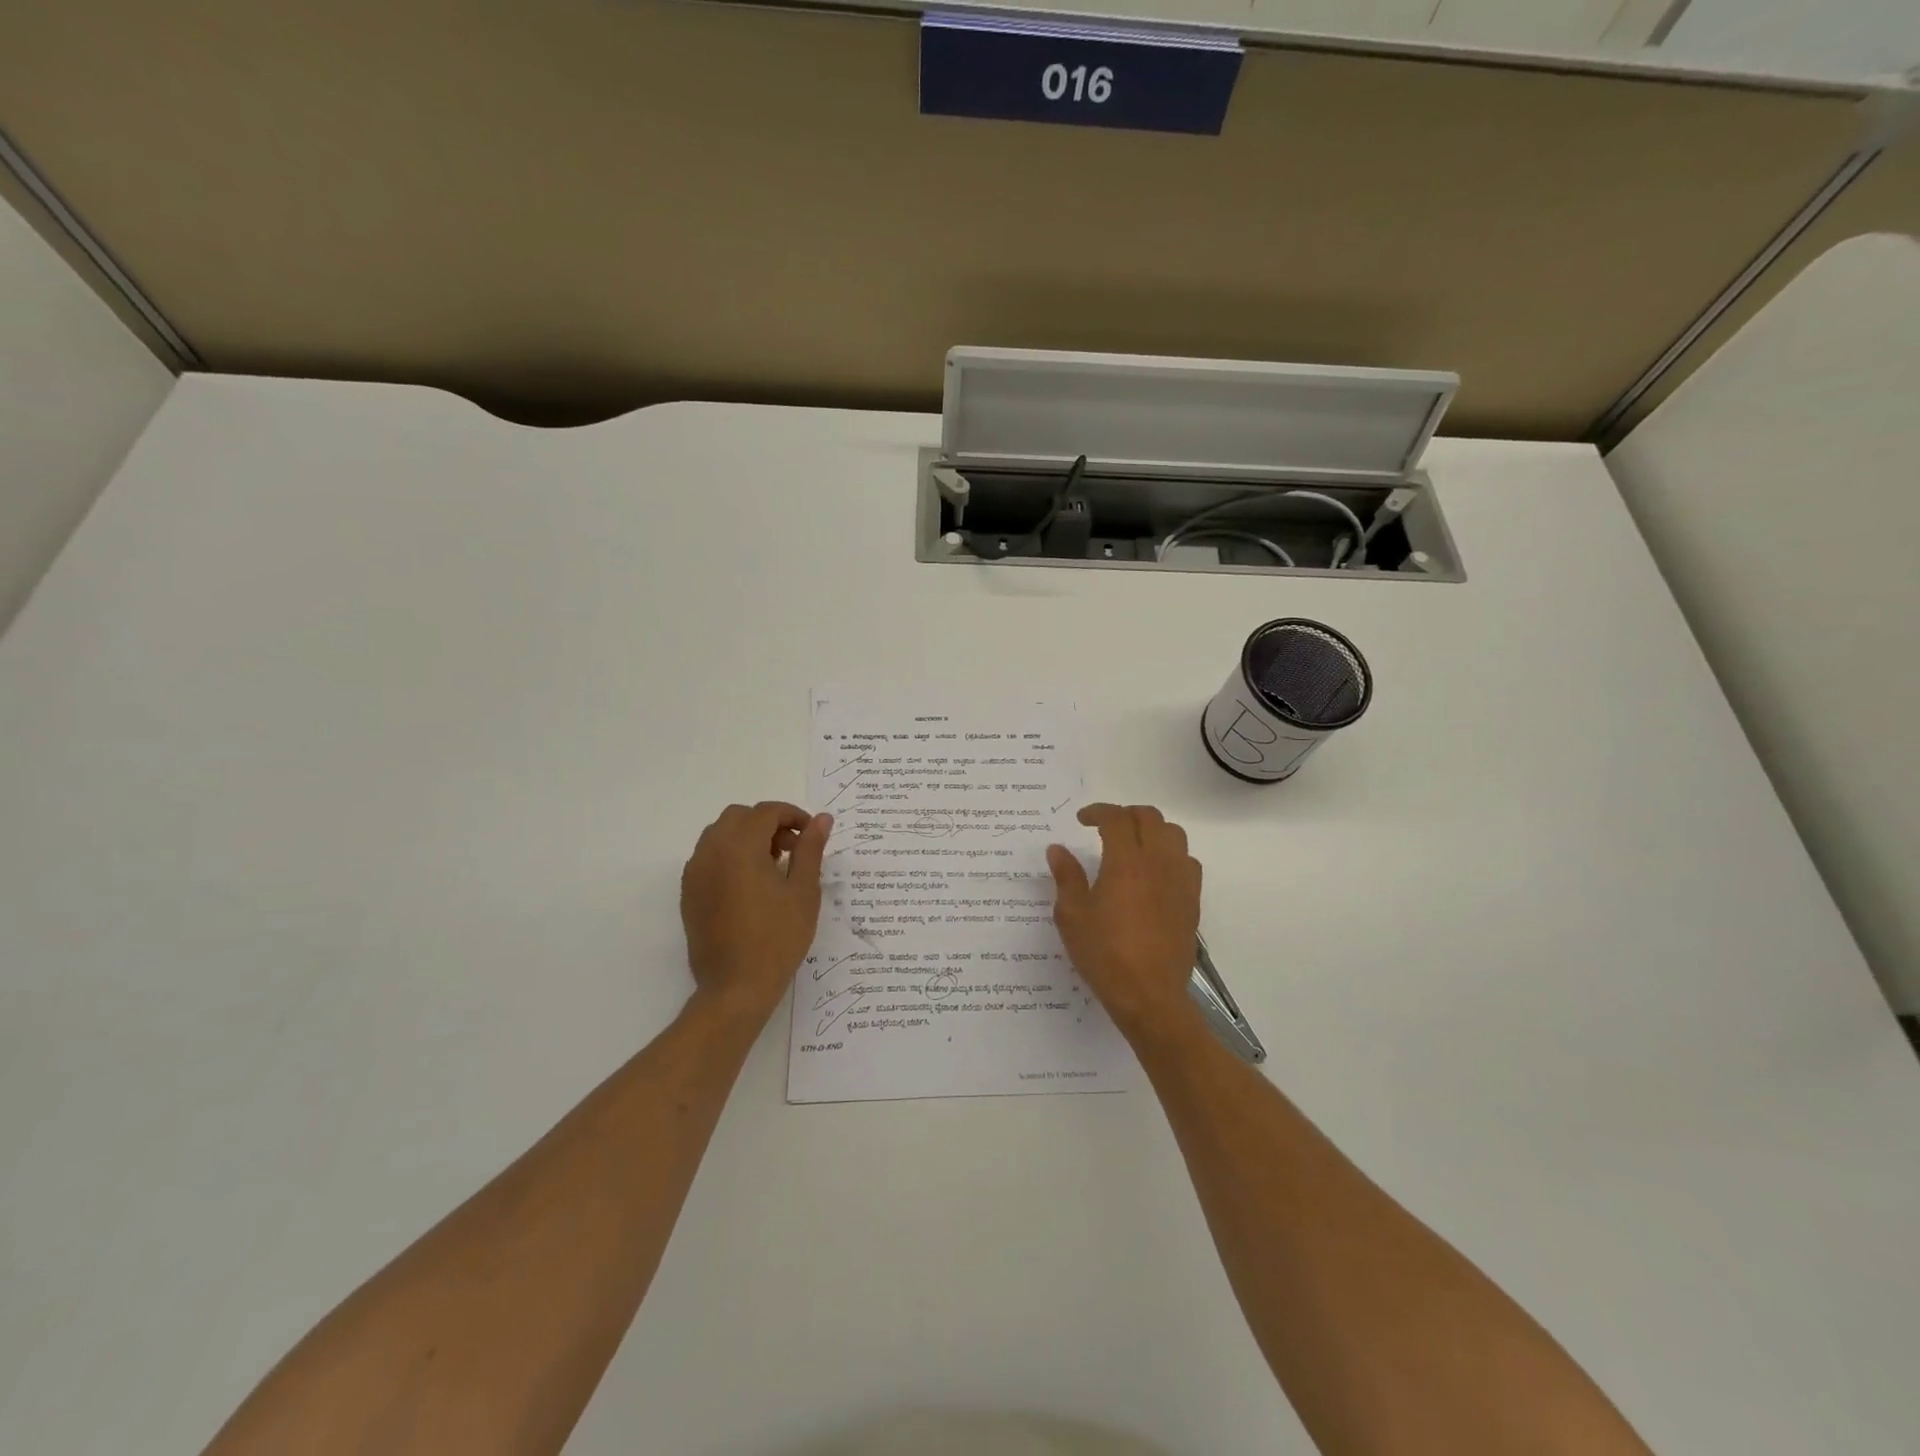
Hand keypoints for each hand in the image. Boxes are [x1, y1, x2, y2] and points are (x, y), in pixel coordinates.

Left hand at [680, 802, 831, 1024]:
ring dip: (746, 838)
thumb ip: (810, 849)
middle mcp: (711, 852)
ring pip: (719, 834)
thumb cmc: (778, 937)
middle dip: (768, 824)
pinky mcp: (689, 893)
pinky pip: (708, 858)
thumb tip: (821, 819)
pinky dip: (729, 856)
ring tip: (772, 867)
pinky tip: (750, 885)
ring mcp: (695, 873)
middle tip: (792, 849)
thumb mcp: (803, 891)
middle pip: (739, 817)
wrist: (736, 987)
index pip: (766, 812)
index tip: (811, 835)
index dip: (792, 816)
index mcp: (740, 847)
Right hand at [1047, 804, 1201, 1037]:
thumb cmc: (1105, 954)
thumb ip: (1067, 877)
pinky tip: (1154, 872)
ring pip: (1174, 834)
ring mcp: (1180, 881)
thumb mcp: (1073, 916)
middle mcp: (1158, 863)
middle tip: (1105, 827)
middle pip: (1150, 817)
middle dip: (1125, 814)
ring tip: (1133, 844)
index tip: (1081, 820)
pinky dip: (1170, 854)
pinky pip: (1188, 861)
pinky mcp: (1192, 900)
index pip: (1116, 818)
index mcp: (1126, 862)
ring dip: (1152, 830)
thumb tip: (1058, 850)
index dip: (1098, 811)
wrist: (1150, 995)